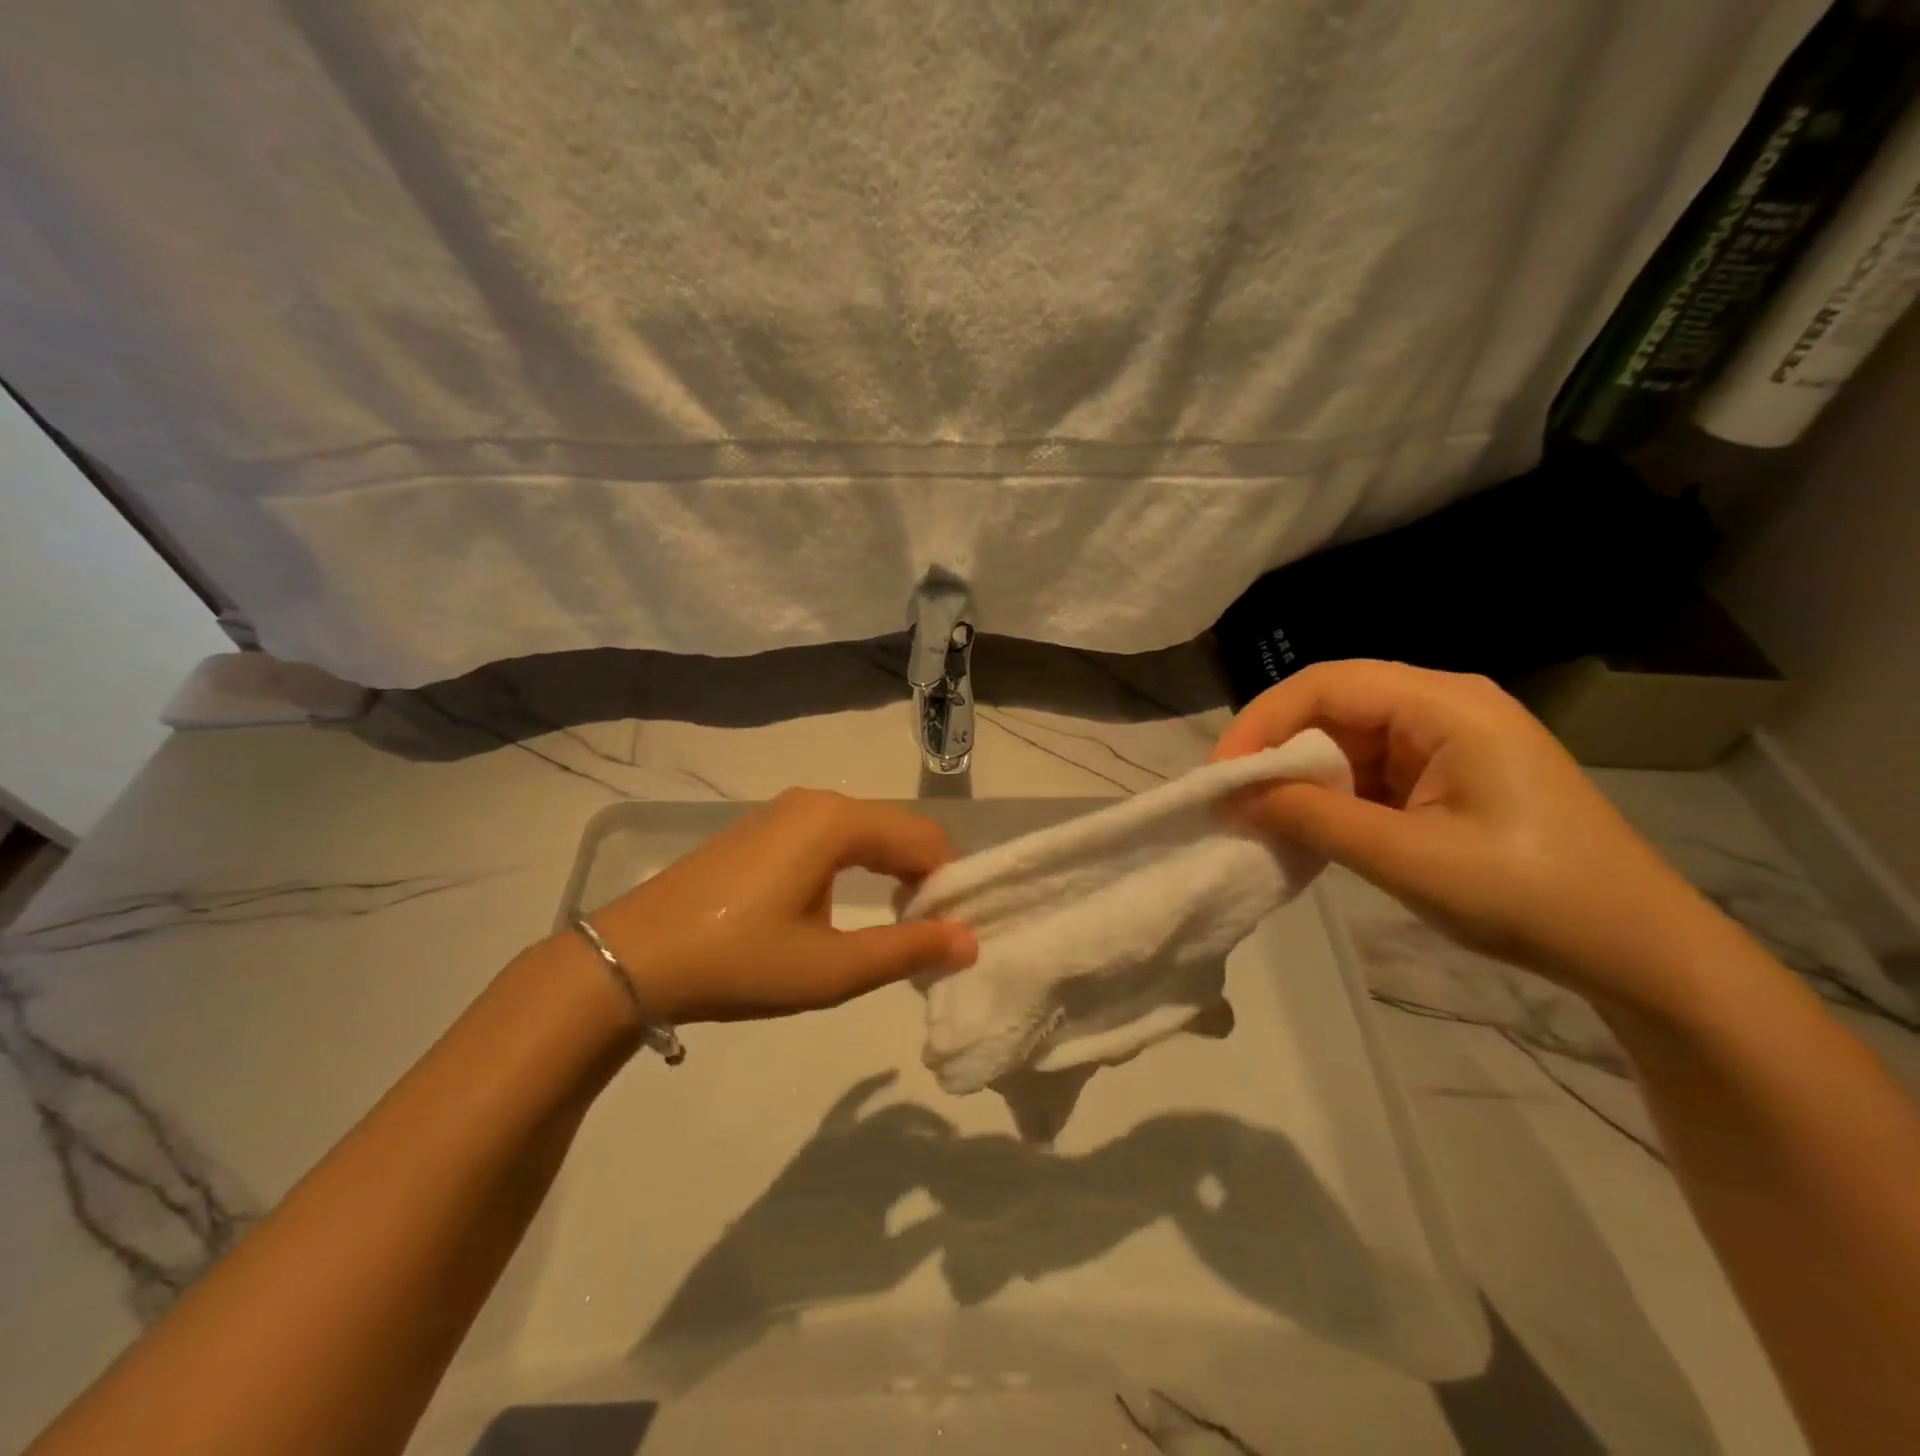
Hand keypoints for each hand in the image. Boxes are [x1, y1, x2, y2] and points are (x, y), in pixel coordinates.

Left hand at [575, 789, 977, 1023]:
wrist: (632, 958)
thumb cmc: (739, 962)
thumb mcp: (831, 968)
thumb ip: (907, 950)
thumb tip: (969, 940)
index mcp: (838, 822)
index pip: (926, 840)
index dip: (949, 885)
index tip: (950, 935)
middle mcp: (817, 802)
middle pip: (898, 830)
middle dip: (923, 878)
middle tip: (927, 936)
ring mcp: (785, 811)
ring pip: (866, 833)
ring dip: (891, 872)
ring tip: (891, 927)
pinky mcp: (763, 829)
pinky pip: (832, 836)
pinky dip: (857, 866)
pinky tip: (841, 908)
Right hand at [1211, 661, 1712, 1012]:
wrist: (1639, 950)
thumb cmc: (1530, 896)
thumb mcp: (1408, 859)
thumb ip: (1314, 819)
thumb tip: (1237, 796)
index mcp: (1446, 705)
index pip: (1327, 684)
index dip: (1263, 721)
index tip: (1222, 774)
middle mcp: (1444, 707)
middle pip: (1334, 705)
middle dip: (1276, 749)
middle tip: (1234, 798)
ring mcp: (1447, 742)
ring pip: (1346, 739)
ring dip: (1301, 776)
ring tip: (1263, 818)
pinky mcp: (1447, 776)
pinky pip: (1369, 769)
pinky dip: (1331, 796)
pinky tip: (1309, 828)